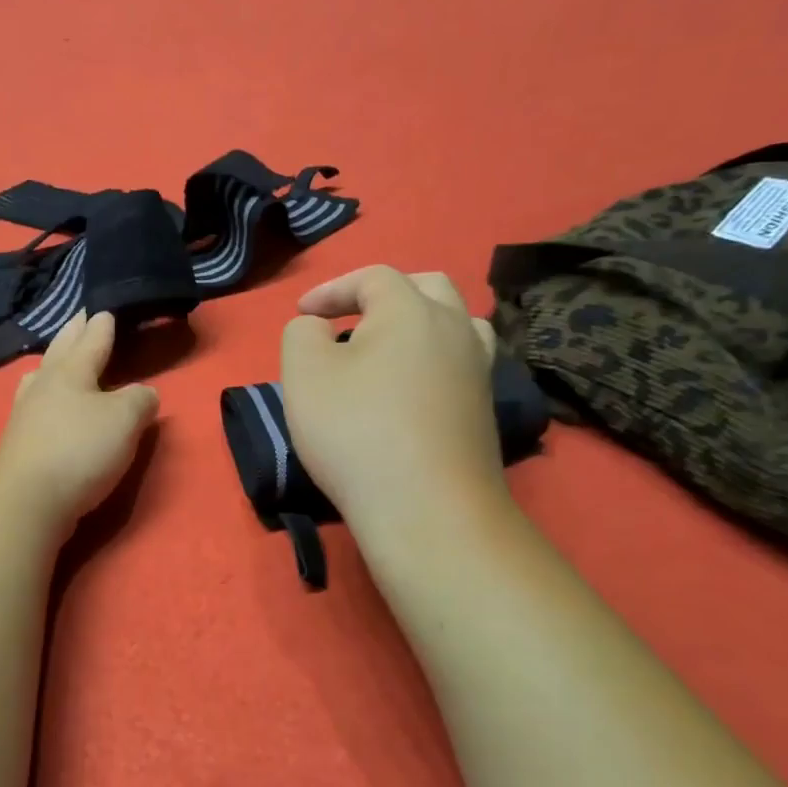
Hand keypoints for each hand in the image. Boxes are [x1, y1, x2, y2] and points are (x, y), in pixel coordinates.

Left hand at [0, 311, 159, 526]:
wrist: (27, 500)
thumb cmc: (80, 450)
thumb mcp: (125, 420)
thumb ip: (139, 400)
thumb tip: (142, 394)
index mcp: (71, 371)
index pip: (91, 339)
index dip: (102, 324)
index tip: (105, 309)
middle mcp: (45, 384)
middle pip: (60, 351)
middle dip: (73, 333)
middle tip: (80, 318)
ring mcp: (26, 412)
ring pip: (42, 376)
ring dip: (53, 362)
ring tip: (58, 357)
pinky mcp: (19, 440)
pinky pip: (35, 402)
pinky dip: (45, 393)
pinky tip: (45, 403)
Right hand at [280, 267, 504, 528]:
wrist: (427, 508)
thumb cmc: (356, 432)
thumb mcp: (304, 374)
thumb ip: (302, 333)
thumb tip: (319, 328)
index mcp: (412, 310)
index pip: (372, 278)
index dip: (332, 289)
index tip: (302, 314)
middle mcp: (455, 328)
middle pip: (427, 287)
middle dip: (383, 294)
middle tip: (351, 316)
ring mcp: (478, 369)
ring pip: (455, 323)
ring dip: (418, 322)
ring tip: (388, 346)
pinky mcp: (484, 408)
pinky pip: (460, 361)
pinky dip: (432, 358)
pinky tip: (411, 385)